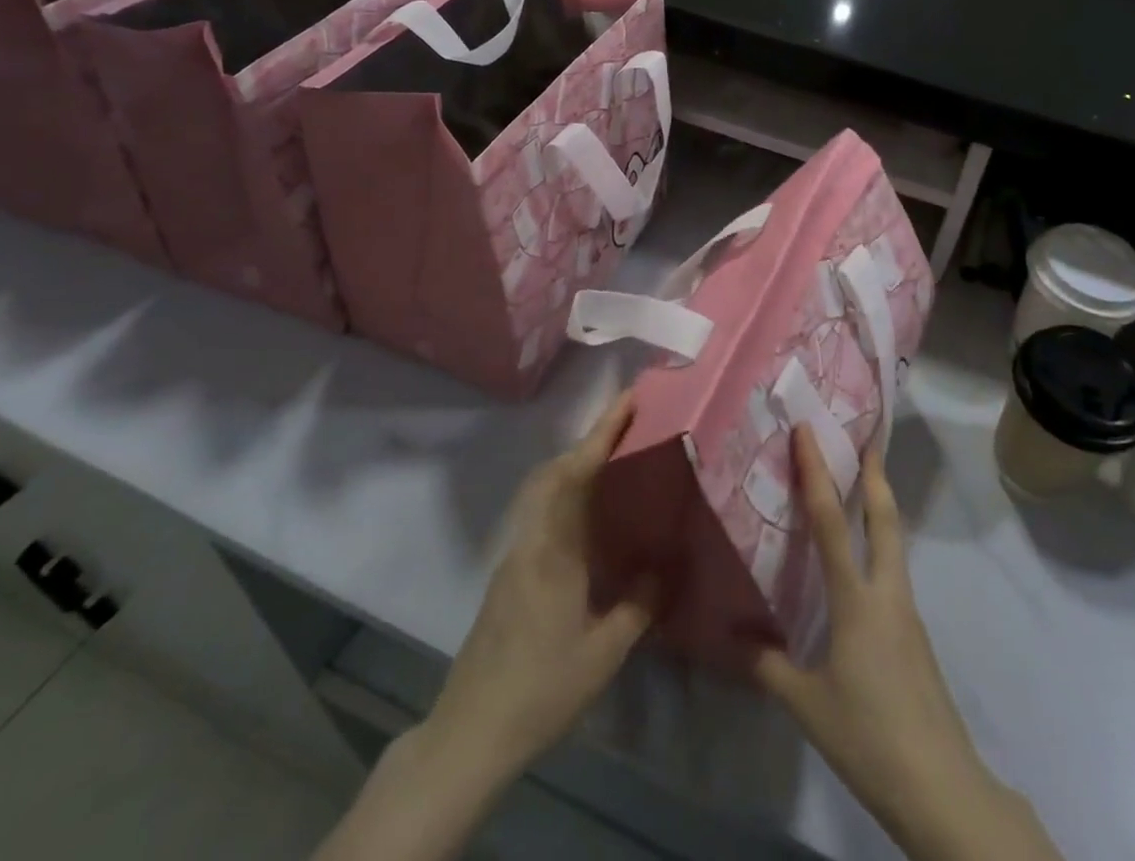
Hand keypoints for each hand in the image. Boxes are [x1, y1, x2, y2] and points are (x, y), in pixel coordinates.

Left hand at [314, 397, 653, 860]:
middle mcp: (530, 540)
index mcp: (553, 549)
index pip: (576, 474)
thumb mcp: (603, 654)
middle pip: (554, 471)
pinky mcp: (510, 575)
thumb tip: (664, 566)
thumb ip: (638, 605)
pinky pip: (543, 514)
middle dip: (589, 441)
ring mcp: (515, 556)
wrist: (470, 733)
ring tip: (616, 460)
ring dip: (576, 465)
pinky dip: (568, 494)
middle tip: (629, 425)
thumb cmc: (540, 690)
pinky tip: (592, 517)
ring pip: (544, 491)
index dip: (602, 433)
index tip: (628, 401)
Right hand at [755, 428, 1061, 860]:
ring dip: (880, 509)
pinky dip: (880, 549)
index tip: (810, 431)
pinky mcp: (916, 636)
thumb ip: (768, 666)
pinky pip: (894, 575)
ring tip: (863, 490)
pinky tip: (862, 569)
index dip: (818, 472)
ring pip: (895, 544)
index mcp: (857, 599)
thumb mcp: (807, 705)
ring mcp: (908, 614)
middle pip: (885, 519)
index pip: (833, 521)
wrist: (940, 786)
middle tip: (866, 441)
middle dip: (875, 476)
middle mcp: (888, 593)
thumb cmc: (869, 736)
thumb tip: (733, 637)